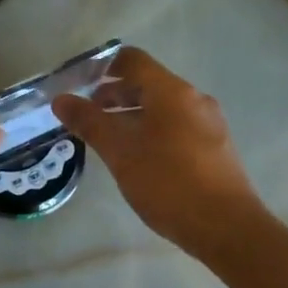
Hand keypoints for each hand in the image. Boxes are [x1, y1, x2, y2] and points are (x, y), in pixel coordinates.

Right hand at [52, 47, 265, 256]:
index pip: (132, 60)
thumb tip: (61, 100)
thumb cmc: (168, 182)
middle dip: (113, 95)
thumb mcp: (120, 152)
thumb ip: (89, 123)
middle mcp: (194, 99)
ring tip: (107, 141)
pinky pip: (176, 128)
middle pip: (148, 84)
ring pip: (162, 108)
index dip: (101, 67)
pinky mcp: (215, 148)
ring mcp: (208, 124)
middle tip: (85, 117)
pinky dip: (151, 132)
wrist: (226, 227)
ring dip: (131, 116)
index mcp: (172, 91)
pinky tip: (138, 160)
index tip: (77, 85)